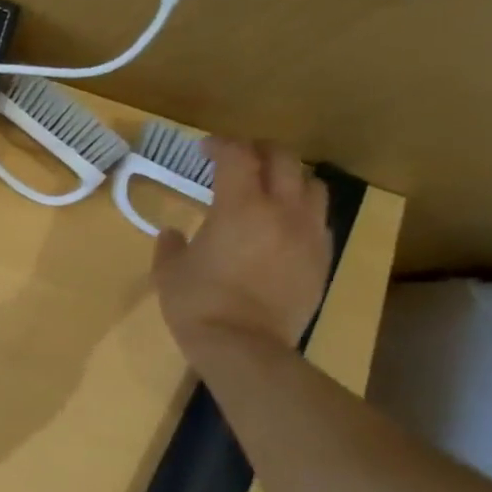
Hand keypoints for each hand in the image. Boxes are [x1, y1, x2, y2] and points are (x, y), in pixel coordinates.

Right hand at [153, 139, 331, 357]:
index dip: (221, 145)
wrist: (244, 346)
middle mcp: (282, 210)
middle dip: (260, 151)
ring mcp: (308, 234)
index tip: (205, 149)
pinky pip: (319, 220)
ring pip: (312, 185)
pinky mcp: (322, 259)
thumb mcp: (169, 270)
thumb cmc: (197, 303)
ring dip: (290, 178)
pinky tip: (284, 226)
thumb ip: (171, 245)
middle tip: (240, 158)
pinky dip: (302, 211)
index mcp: (239, 206)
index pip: (237, 156)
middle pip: (283, 160)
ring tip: (270, 188)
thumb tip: (174, 233)